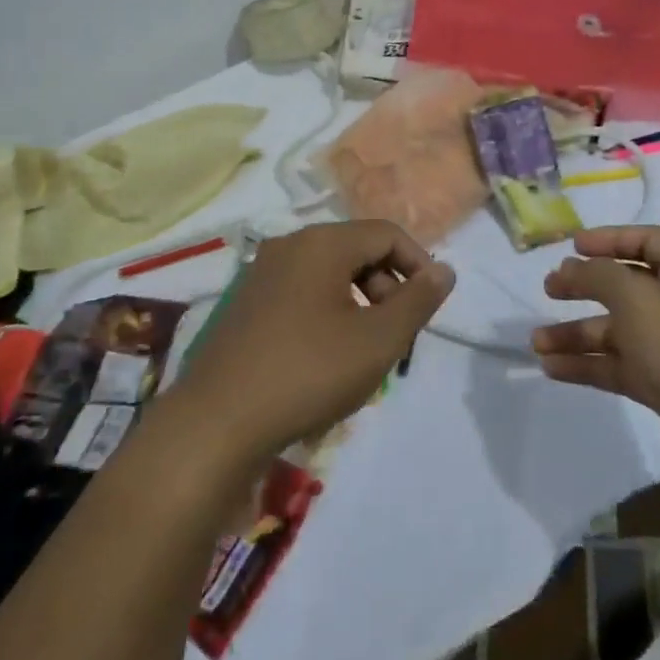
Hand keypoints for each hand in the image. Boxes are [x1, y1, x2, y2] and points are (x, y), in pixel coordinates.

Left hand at [165, 220, 452, 465]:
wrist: (215, 424)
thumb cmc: (307, 373)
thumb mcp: (377, 341)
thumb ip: (417, 301)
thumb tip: (444, 269)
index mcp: (321, 243)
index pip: (386, 234)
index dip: (418, 264)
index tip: (430, 306)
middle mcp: (289, 245)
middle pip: (356, 251)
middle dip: (387, 287)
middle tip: (397, 335)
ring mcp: (261, 274)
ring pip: (329, 274)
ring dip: (359, 303)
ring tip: (365, 352)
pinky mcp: (245, 304)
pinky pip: (302, 293)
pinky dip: (327, 314)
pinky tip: (325, 359)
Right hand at [531, 226, 659, 493]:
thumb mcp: (636, 298)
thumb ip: (597, 275)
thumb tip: (572, 267)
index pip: (647, 241)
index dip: (608, 240)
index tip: (571, 247)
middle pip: (628, 286)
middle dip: (585, 286)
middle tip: (549, 290)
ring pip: (619, 331)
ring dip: (578, 333)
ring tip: (537, 342)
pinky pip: (621, 366)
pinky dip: (588, 365)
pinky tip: (553, 368)